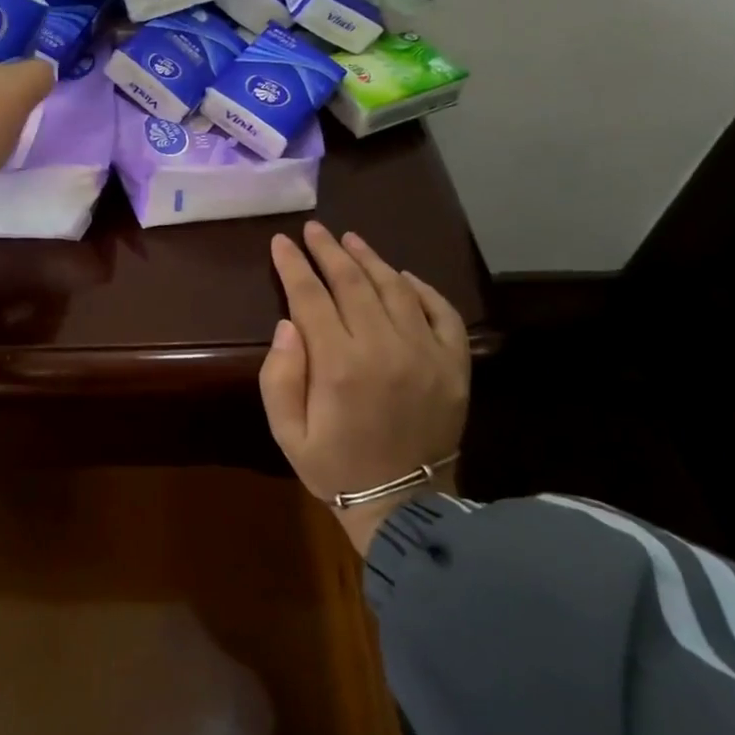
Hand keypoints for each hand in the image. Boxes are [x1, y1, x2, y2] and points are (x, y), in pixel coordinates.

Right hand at [259, 222, 470, 553]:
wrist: (404, 506)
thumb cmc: (334, 466)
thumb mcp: (287, 432)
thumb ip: (280, 376)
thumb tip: (288, 324)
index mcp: (338, 365)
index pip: (310, 297)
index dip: (293, 265)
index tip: (280, 242)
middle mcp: (383, 348)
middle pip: (352, 282)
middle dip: (328, 250)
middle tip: (313, 229)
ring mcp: (425, 353)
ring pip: (395, 287)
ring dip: (370, 259)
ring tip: (350, 239)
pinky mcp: (454, 364)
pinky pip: (441, 312)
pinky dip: (421, 288)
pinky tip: (403, 276)